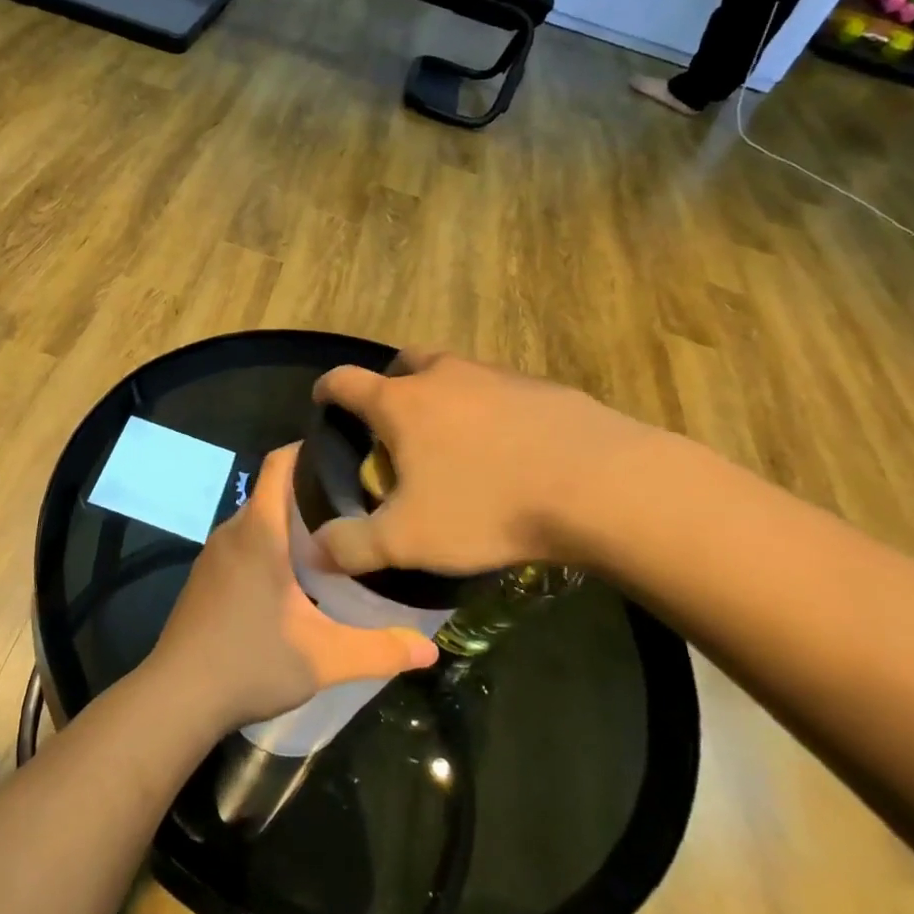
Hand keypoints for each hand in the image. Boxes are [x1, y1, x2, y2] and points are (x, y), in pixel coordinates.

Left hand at [148, 446, 439, 734]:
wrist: (178, 696)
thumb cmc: (250, 662)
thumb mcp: (324, 658)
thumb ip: (379, 651)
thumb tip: (430, 651)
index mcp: (259, 531)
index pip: (279, 464)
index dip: (308, 449)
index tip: (346, 454)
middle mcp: (232, 531)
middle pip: (272, 490)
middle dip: (311, 489)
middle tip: (358, 503)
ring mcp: (213, 554)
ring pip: (257, 519)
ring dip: (290, 520)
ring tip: (334, 536)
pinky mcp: (205, 577)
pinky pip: (242, 542)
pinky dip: (269, 542)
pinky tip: (295, 576)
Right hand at [313, 351, 655, 576]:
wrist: (599, 485)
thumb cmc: (487, 505)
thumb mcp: (409, 539)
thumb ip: (353, 545)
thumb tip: (314, 551)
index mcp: (401, 403)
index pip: (346, 382)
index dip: (328, 390)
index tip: (323, 401)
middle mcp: (443, 376)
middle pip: (404, 362)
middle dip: (390, 382)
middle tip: (393, 420)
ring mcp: (496, 376)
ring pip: (454, 372)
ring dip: (442, 393)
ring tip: (452, 438)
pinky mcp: (541, 387)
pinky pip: (498, 389)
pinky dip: (488, 408)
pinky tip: (506, 447)